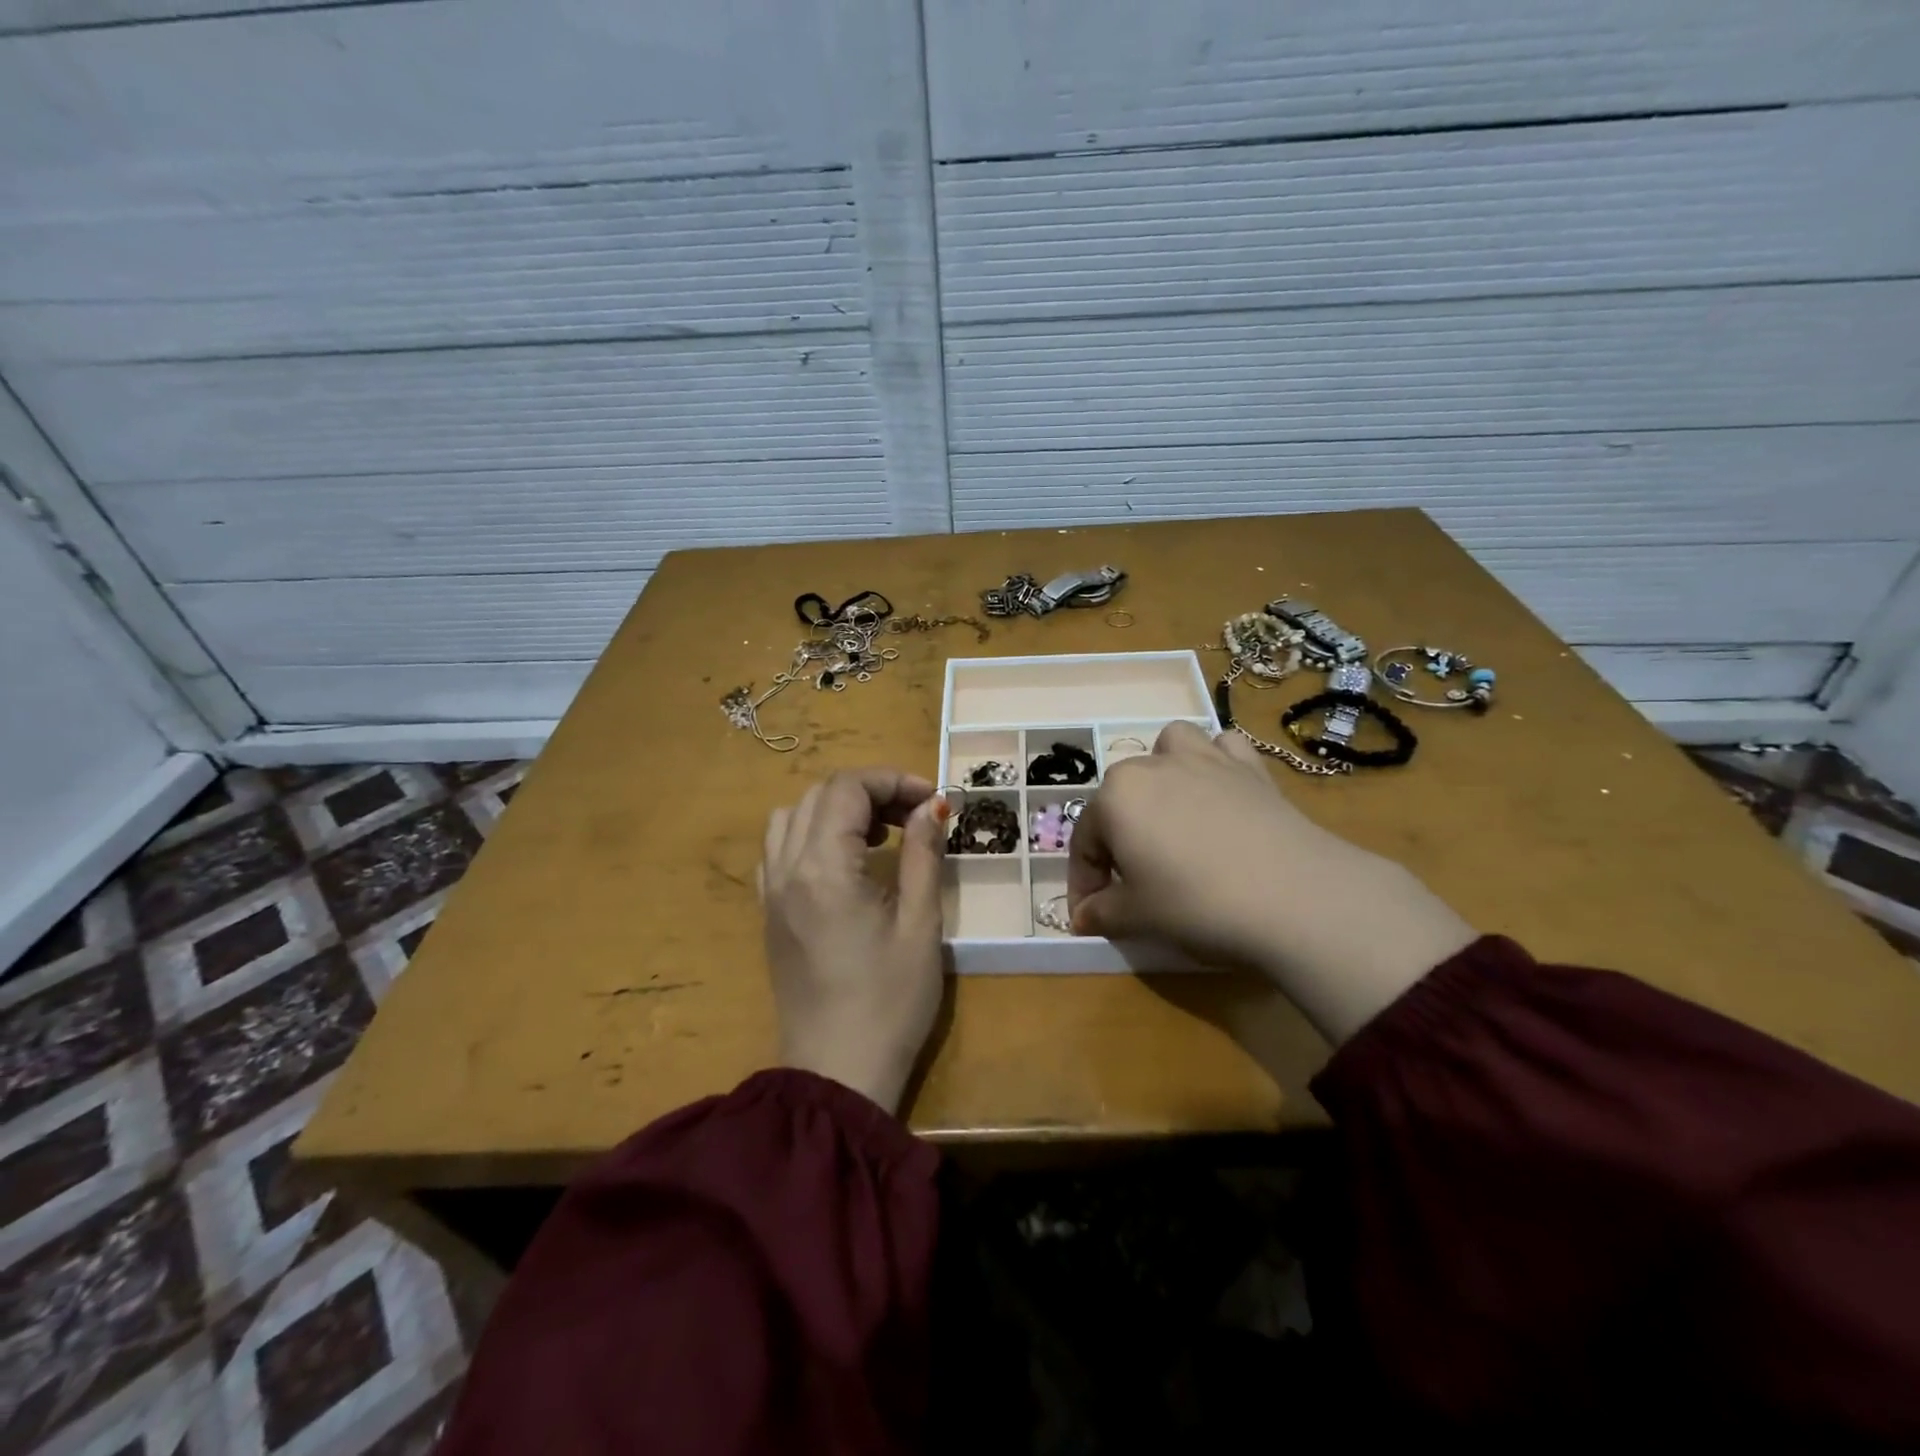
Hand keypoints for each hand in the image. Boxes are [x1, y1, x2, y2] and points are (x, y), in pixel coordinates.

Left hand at [760, 768, 950, 1112]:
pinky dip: (809, 835)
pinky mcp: (768, 914)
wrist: (837, 1073)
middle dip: (869, 792)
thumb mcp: (920, 925)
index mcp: (823, 868)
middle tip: (913, 816)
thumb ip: (923, 855)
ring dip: (835, 809)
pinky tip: (842, 863)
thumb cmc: (889, 1002)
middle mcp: (786, 869)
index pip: (847, 789)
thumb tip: (930, 807)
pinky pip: (778, 850)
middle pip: (819, 795)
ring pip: (791, 816)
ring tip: (876, 836)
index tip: (932, 800)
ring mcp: (770, 892)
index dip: (893, 780)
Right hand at [1068, 723, 1475, 1043]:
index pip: (1085, 841)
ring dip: (1162, 774)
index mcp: (1115, 797)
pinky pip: (1223, 748)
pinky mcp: (1250, 766)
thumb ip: (1101, 913)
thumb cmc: (1196, 903)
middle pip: (1120, 797)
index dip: (1084, 882)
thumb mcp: (1137, 917)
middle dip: (1119, 835)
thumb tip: (1082, 916)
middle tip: (1133, 880)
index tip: (1091, 915)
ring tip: (1171, 812)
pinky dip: (1216, 764)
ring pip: (1168, 748)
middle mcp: (1152, 765)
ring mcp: (1205, 759)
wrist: (1294, 896)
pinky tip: (1221, 794)